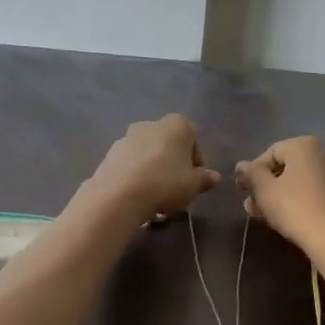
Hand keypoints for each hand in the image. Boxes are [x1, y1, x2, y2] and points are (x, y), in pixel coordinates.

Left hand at [82, 114, 222, 219]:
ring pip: (148, 156)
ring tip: (156, 200)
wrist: (119, 194)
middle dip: (173, 167)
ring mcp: (127, 137)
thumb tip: (214, 177)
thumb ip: (204, 179)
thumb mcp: (193, 185)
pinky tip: (138, 198)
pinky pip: (131, 165)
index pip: (193, 140)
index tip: (195, 181)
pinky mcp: (110, 154)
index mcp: (177, 125)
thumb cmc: (166, 183)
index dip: (196, 162)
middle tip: (176, 190)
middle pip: (169, 147)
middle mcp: (151, 124)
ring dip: (154, 173)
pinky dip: (136, 177)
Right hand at [235, 136, 324, 256]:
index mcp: (305, 145)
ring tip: (266, 215)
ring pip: (302, 181)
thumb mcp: (265, 191)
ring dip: (282, 194)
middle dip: (267, 185)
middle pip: (288, 167)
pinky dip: (301, 200)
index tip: (242, 191)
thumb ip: (251, 174)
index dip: (253, 171)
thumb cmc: (295, 209)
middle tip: (252, 206)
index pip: (271, 153)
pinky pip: (317, 191)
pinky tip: (290, 218)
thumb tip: (241, 165)